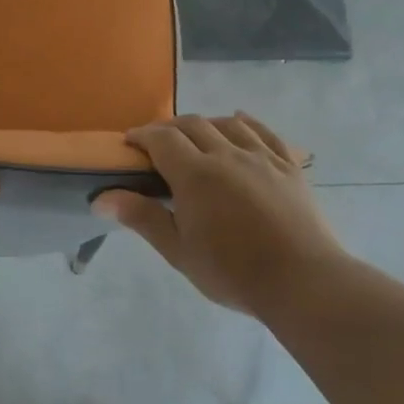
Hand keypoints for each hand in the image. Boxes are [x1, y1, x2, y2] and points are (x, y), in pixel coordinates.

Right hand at [93, 112, 349, 320]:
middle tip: (156, 144)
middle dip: (169, 128)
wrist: (302, 281)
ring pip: (228, 123)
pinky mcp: (289, 166)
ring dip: (204, 123)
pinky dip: (246, 122)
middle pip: (193, 124)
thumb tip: (101, 198)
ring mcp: (262, 157)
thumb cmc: (232, 272)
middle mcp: (227, 155)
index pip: (161, 139)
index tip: (128, 143)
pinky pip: (264, 132)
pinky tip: (239, 122)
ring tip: (194, 136)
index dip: (142, 136)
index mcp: (195, 175)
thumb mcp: (178, 250)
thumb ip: (142, 217)